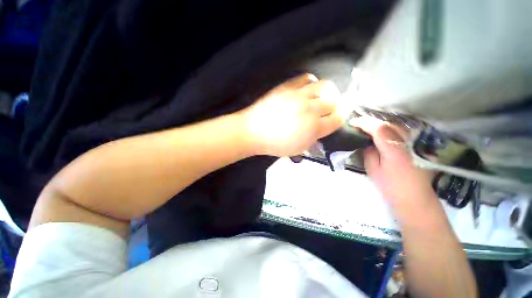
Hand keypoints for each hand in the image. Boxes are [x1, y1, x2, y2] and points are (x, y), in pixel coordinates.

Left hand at [242, 74, 342, 156]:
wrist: (253, 131)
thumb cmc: (274, 144)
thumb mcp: (298, 149)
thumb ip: (314, 139)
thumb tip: (321, 129)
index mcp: (313, 128)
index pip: (338, 119)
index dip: (339, 120)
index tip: (334, 120)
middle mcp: (310, 109)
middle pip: (334, 101)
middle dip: (335, 106)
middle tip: (327, 111)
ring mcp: (299, 95)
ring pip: (325, 86)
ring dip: (327, 93)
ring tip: (320, 98)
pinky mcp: (288, 87)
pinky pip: (306, 78)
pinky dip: (311, 83)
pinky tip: (307, 91)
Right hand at [351, 117, 438, 220]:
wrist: (415, 198)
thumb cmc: (391, 187)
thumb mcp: (373, 171)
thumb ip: (368, 153)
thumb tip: (366, 143)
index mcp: (394, 150)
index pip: (379, 129)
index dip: (365, 123)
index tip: (353, 122)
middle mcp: (407, 143)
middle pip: (388, 124)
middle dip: (371, 121)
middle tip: (358, 123)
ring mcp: (414, 143)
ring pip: (396, 126)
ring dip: (380, 123)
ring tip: (367, 126)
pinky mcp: (416, 146)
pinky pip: (401, 131)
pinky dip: (389, 128)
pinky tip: (381, 131)